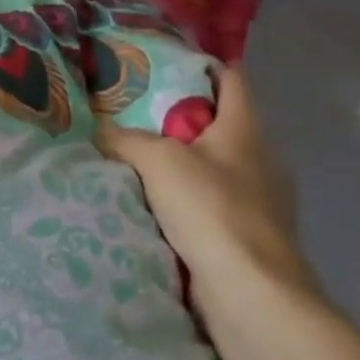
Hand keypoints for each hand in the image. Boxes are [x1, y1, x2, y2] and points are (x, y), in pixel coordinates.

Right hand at [96, 67, 316, 323]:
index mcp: (246, 128)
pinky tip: (156, 206)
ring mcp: (261, 201)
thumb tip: (98, 133)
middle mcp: (260, 159)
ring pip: (215, 166)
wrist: (252, 297)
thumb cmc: (212, 210)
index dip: (202, 65)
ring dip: (183, 163)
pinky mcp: (250, 237)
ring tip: (137, 158)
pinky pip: (213, 205)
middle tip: (134, 111)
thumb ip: (123, 139)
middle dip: (181, 117)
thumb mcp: (157, 160)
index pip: (231, 79)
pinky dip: (188, 201)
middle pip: (219, 123)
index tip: (164, 63)